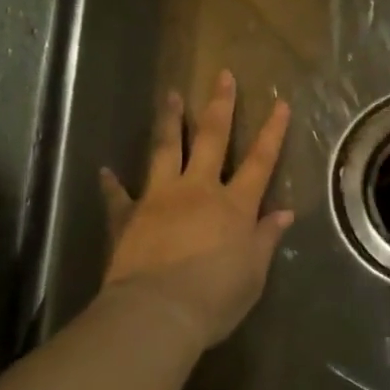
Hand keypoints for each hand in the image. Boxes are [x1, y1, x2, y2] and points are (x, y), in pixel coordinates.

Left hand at [100, 71, 293, 351]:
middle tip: (222, 76)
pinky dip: (112, 184)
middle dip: (220, 106)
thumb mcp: (253, 273)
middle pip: (212, 139)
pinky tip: (105, 170)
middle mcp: (199, 190)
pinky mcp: (128, 217)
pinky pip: (119, 196)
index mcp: (235, 205)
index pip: (260, 161)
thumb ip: (266, 238)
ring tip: (171, 94)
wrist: (157, 313)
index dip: (272, 131)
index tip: (280, 103)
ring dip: (170, 120)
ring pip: (166, 149)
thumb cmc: (216, 297)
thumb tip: (284, 213)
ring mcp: (160, 198)